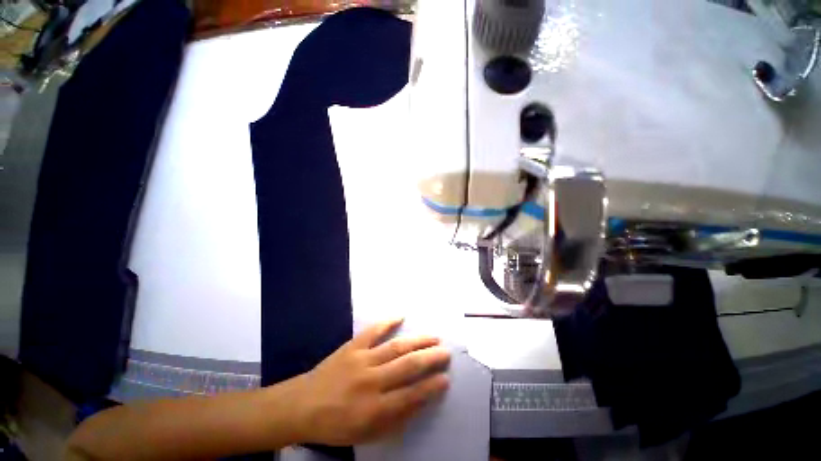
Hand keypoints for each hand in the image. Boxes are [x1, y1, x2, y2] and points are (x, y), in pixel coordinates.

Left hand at [292, 318, 450, 444]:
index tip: (445, 378)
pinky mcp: (352, 346)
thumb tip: (419, 401)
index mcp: (374, 409)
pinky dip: (387, 321)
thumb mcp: (366, 434)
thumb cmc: (336, 424)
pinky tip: (400, 315)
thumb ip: (394, 420)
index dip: (431, 386)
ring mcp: (361, 360)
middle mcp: (371, 381)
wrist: (303, 405)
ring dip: (417, 341)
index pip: (411, 395)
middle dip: (430, 358)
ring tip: (433, 337)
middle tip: (445, 352)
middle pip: (407, 366)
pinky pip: (373, 331)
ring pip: (396, 347)